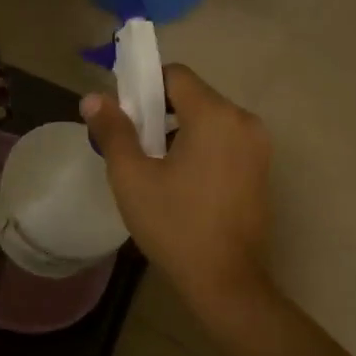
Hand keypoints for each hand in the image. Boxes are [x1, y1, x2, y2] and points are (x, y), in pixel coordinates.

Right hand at [81, 65, 272, 309]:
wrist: (225, 281)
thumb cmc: (174, 224)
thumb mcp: (131, 176)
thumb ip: (113, 130)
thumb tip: (93, 98)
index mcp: (215, 115)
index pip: (175, 75)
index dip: (144, 86)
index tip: (124, 115)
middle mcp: (244, 121)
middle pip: (193, 95)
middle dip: (160, 111)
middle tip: (133, 144)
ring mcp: (259, 146)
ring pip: (209, 119)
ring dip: (180, 130)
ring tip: (154, 166)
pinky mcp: (262, 168)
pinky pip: (225, 140)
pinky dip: (201, 147)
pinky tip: (182, 181)